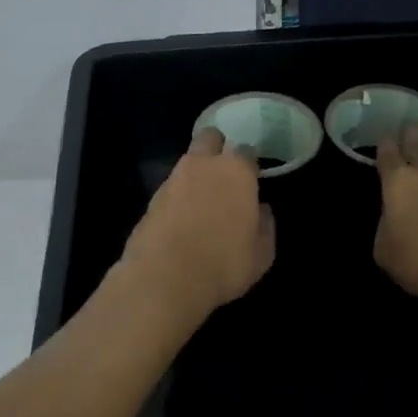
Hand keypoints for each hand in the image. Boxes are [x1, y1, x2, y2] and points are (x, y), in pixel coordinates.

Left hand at [118, 127, 275, 320]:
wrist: (164, 279)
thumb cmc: (224, 264)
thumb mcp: (261, 254)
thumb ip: (265, 226)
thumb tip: (262, 210)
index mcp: (235, 170)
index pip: (246, 151)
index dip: (250, 164)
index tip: (252, 178)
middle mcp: (203, 165)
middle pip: (210, 137)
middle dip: (218, 147)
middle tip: (224, 171)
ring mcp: (173, 178)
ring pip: (187, 161)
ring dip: (196, 171)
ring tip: (203, 198)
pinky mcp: (152, 198)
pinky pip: (171, 186)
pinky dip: (178, 195)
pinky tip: (183, 217)